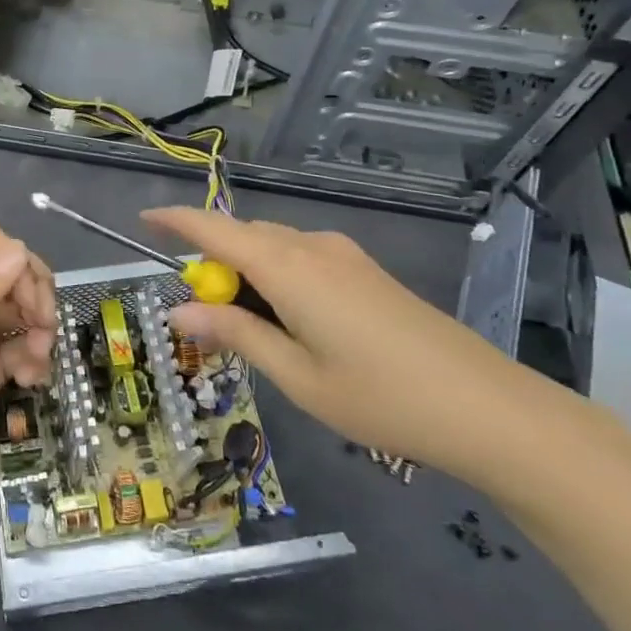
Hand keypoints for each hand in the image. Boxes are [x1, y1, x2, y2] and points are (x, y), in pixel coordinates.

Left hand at [0, 224, 54, 535]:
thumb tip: (20, 250)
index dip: (16, 262)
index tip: (32, 299)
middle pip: (8, 276)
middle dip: (34, 295)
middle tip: (46, 328)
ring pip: (18, 314)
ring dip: (38, 329)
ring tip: (38, 361)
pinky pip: (18, 351)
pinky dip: (32, 359)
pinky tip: (31, 381)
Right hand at [144, 208, 578, 483]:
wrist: (487, 408)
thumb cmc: (380, 397)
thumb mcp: (296, 375)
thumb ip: (235, 333)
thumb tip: (178, 310)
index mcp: (287, 267)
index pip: (214, 230)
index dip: (175, 221)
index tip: (143, 221)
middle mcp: (312, 247)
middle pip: (243, 238)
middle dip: (212, 265)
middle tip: (201, 316)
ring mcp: (344, 256)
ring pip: (273, 247)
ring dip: (246, 274)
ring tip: (246, 328)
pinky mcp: (365, 271)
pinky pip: (301, 258)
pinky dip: (276, 278)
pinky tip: (289, 322)